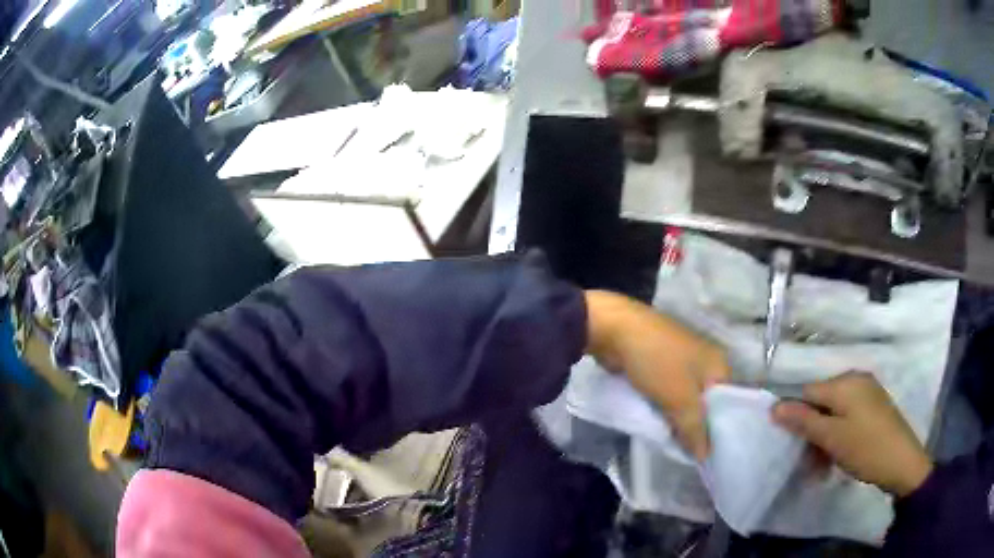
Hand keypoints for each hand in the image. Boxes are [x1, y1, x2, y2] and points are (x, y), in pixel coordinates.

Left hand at [585, 290, 729, 460]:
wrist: (615, 329)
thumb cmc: (657, 361)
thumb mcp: (680, 399)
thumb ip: (695, 430)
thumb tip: (706, 457)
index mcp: (719, 363)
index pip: (730, 403)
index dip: (722, 428)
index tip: (714, 453)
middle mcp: (706, 360)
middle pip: (708, 402)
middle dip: (699, 426)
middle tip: (695, 455)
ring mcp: (683, 361)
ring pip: (687, 399)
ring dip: (681, 418)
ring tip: (679, 446)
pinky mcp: (661, 364)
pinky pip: (670, 393)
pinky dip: (667, 407)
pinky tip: (663, 426)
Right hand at [772, 372, 932, 496]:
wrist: (901, 461)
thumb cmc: (865, 448)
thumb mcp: (832, 438)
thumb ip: (803, 421)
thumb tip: (773, 407)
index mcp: (845, 382)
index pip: (808, 392)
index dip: (797, 416)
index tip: (796, 444)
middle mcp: (856, 379)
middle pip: (821, 402)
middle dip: (812, 430)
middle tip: (811, 459)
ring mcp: (868, 391)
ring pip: (835, 411)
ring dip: (825, 436)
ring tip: (824, 462)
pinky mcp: (874, 405)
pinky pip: (848, 415)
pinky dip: (840, 433)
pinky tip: (840, 453)